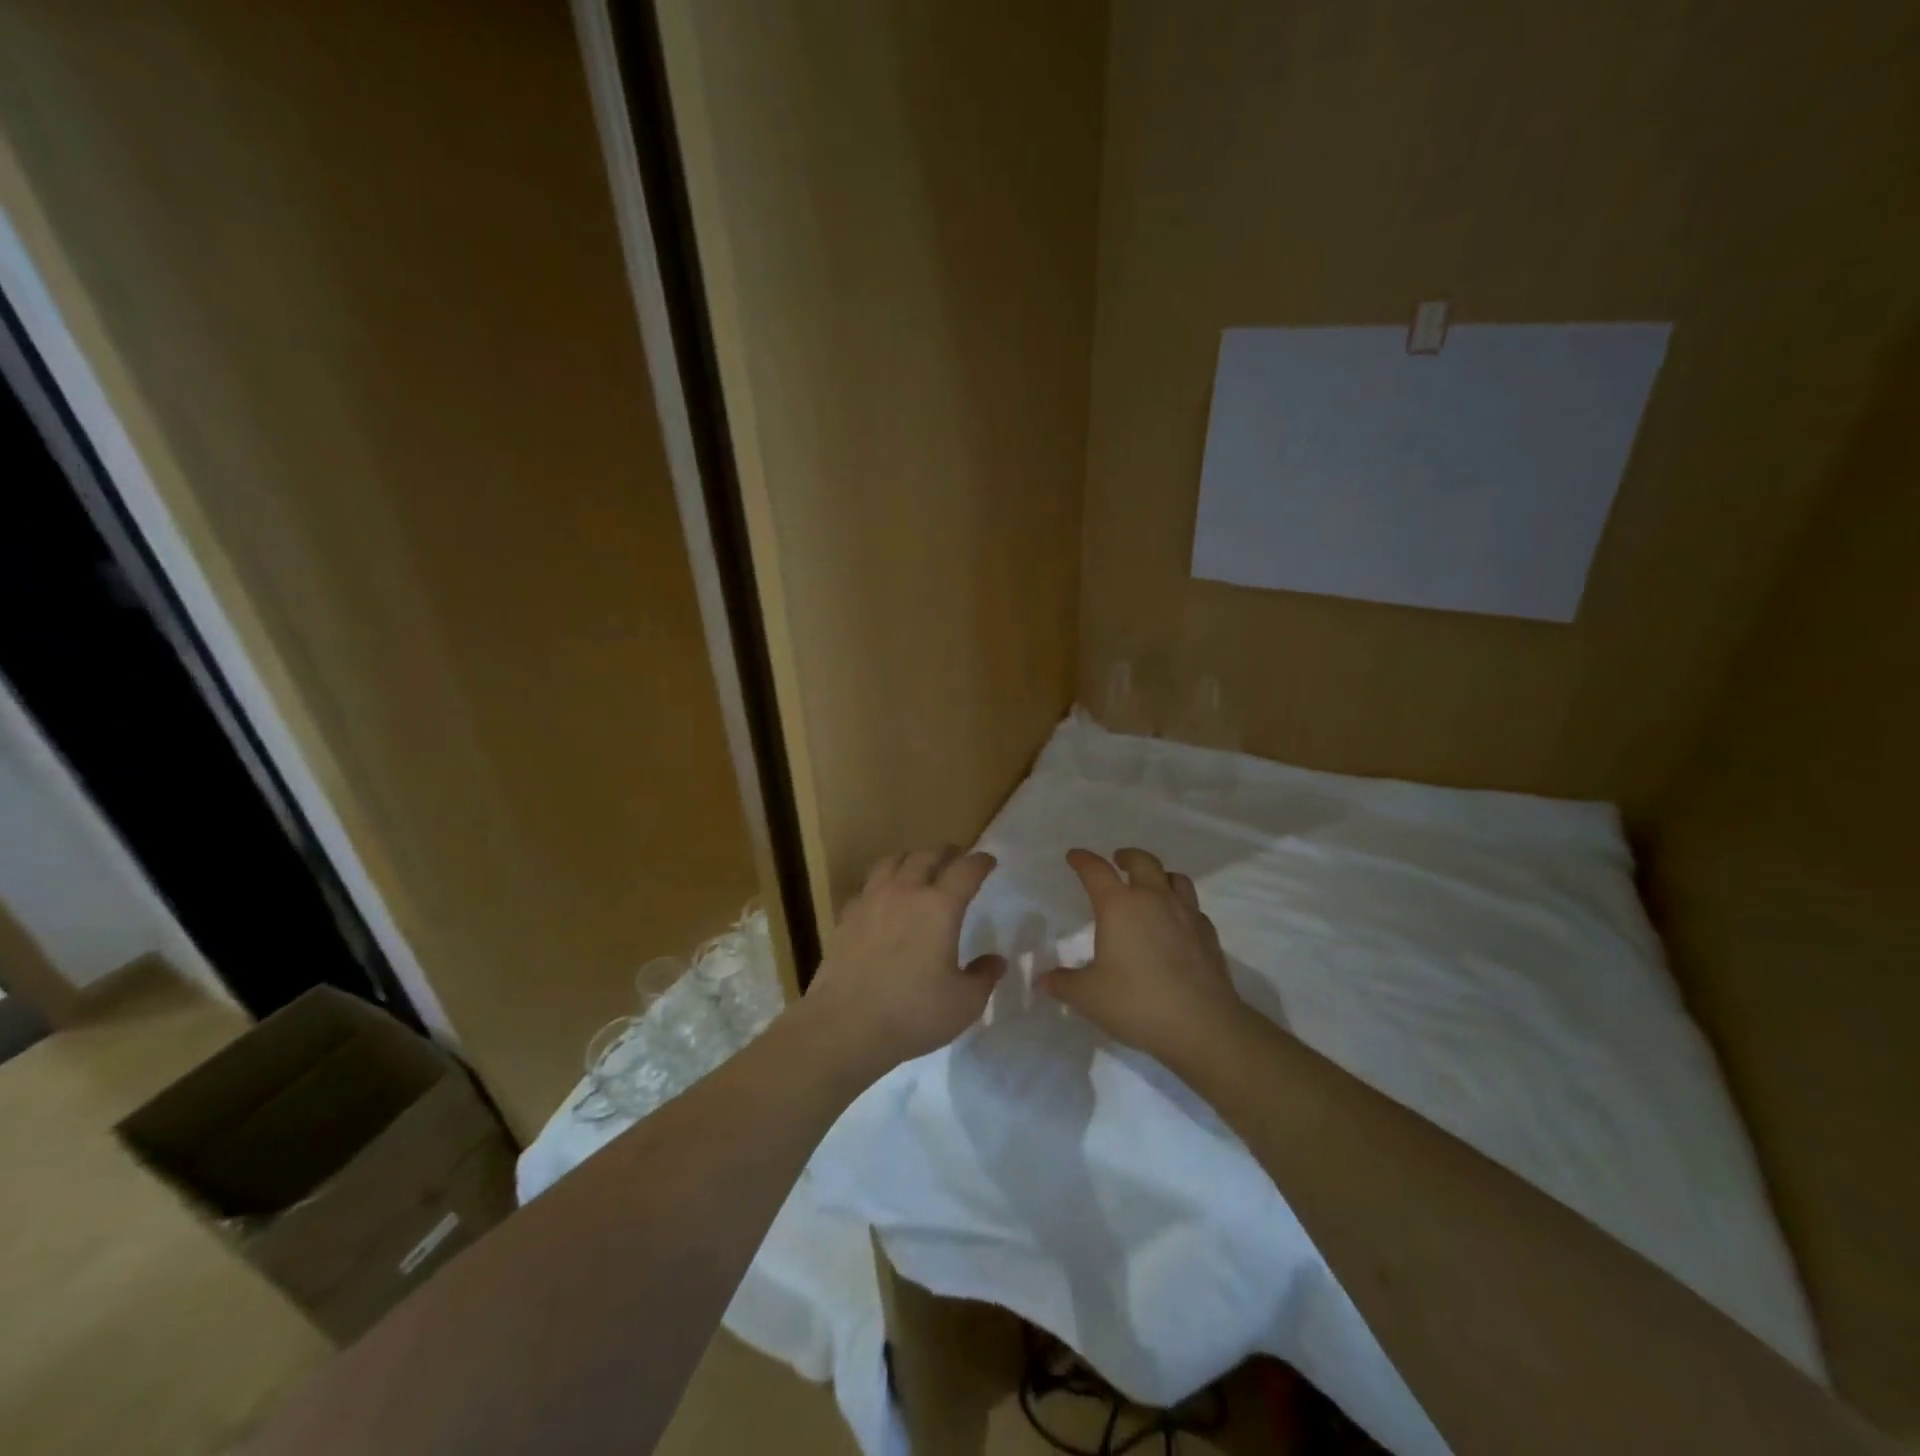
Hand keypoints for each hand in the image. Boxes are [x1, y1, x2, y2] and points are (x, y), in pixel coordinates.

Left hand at [800, 846, 1005, 1082]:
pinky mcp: (846, 916)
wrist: (845, 1026)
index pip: (966, 870)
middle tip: (956, 859)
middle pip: (927, 855)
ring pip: (892, 861)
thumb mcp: (964, 1003)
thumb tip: (996, 960)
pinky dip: (882, 883)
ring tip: (919, 868)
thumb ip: (983, 977)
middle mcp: (905, 892)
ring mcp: (871, 900)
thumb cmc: (913, 1014)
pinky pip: (867, 885)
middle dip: (946, 853)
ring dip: (912, 859)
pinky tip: (883, 898)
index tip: (988, 861)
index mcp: (940, 907)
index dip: (980, 861)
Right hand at [1040, 848, 1242, 1064]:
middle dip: (1127, 857)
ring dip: (1159, 875)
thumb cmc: (1136, 1003)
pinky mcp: (1208, 934)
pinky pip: (1193, 906)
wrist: (1202, 1025)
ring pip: (1175, 878)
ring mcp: (1186, 914)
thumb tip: (1042, 981)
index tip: (1074, 856)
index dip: (1083, 860)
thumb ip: (1063, 984)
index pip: (1096, 871)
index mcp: (1119, 906)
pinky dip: (1181, 905)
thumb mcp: (1088, 997)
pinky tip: (1176, 922)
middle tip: (1118, 860)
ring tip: (1151, 885)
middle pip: (1142, 861)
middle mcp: (1153, 899)